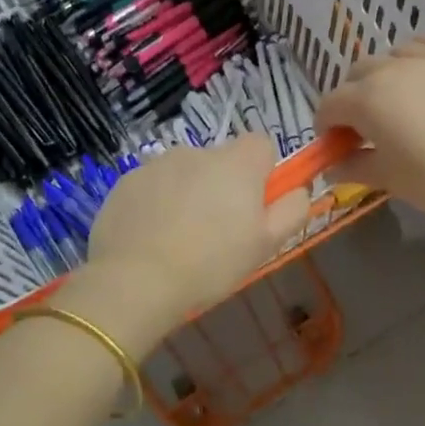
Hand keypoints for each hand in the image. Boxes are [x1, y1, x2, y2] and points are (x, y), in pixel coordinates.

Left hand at [74, 135, 310, 333]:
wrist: (136, 281)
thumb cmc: (212, 263)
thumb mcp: (267, 244)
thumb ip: (292, 210)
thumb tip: (298, 189)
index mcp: (236, 163)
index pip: (260, 144)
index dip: (262, 172)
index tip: (255, 205)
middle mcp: (196, 152)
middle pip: (220, 160)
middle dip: (222, 186)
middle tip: (217, 231)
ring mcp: (156, 164)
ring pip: (184, 172)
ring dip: (187, 193)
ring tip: (179, 238)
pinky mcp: (125, 181)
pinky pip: (152, 186)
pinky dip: (155, 203)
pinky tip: (150, 238)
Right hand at [316, 39, 424, 224]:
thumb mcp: (385, 177)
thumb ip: (352, 166)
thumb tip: (332, 167)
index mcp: (364, 99)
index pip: (329, 104)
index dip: (327, 125)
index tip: (335, 144)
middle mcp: (389, 69)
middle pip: (356, 74)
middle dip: (352, 98)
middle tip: (365, 125)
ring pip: (390, 57)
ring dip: (383, 76)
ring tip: (396, 99)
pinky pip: (424, 45)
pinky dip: (415, 58)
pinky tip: (423, 78)